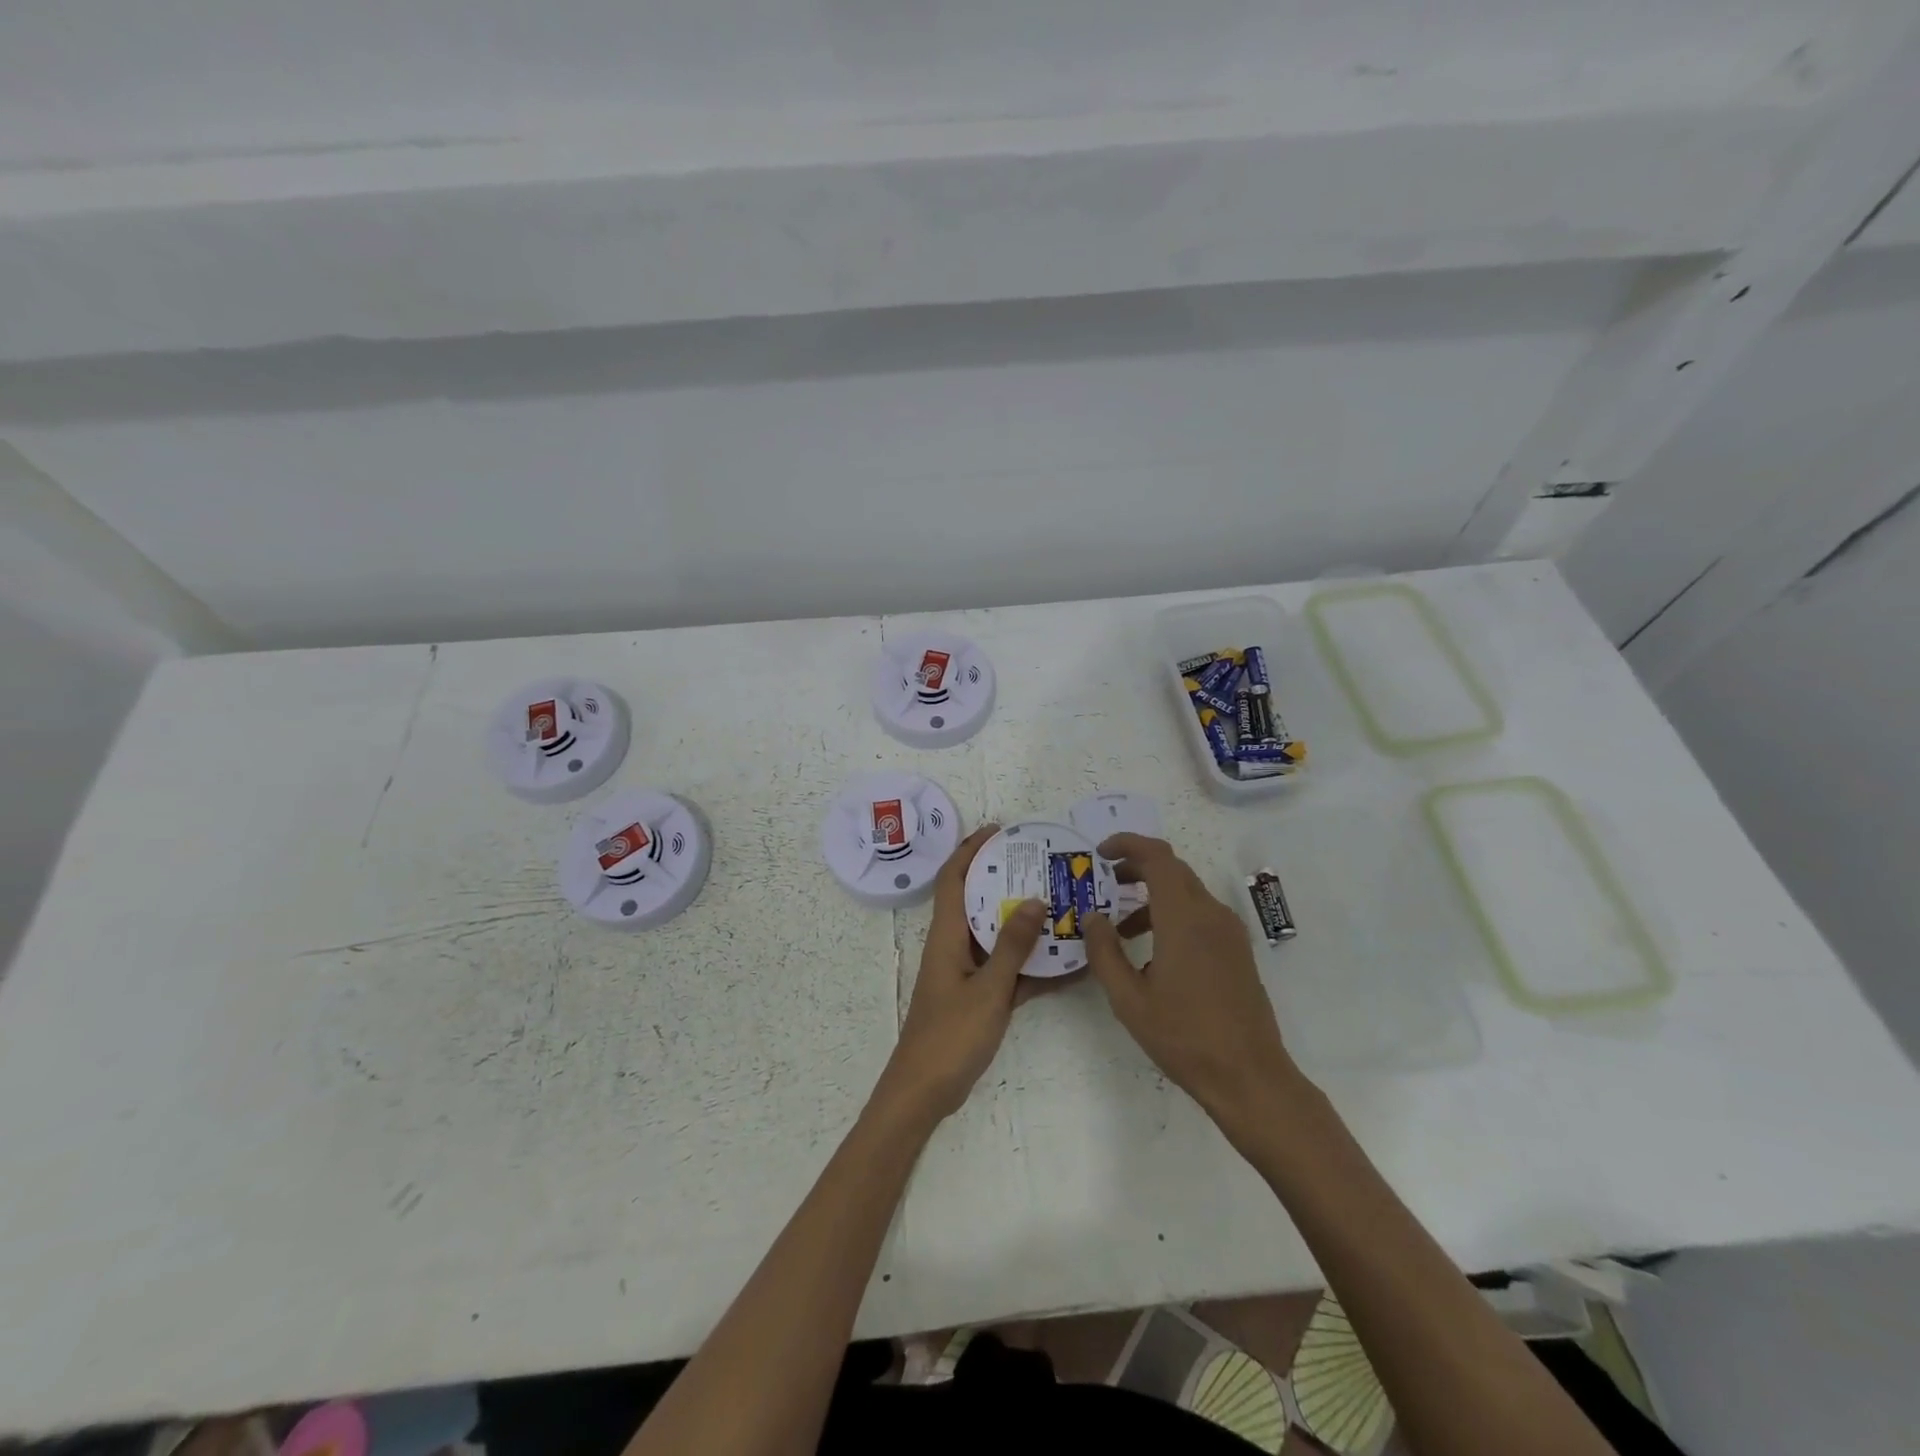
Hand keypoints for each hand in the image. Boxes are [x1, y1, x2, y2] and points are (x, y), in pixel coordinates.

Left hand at [870, 824, 1050, 1128]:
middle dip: (1004, 879)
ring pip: (996, 935)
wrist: (925, 1091)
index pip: (953, 878)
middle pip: (977, 900)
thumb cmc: (950, 1036)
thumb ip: (1012, 946)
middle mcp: (954, 945)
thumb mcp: (988, 989)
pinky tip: (1067, 963)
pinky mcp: (979, 996)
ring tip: (1061, 904)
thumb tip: (1033, 900)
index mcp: (946, 935)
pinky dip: (1032, 965)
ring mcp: (967, 972)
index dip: (970, 849)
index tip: (998, 830)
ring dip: (1023, 921)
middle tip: (1042, 866)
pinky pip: (1008, 970)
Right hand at [1084, 834, 1306, 1147]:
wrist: (1250, 1077)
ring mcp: (1229, 932)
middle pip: (1172, 870)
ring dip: (1151, 896)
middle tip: (1103, 883)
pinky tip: (1151, 953)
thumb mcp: (1129, 999)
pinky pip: (1199, 915)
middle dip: (1135, 868)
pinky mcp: (1237, 951)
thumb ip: (1105, 952)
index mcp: (1184, 918)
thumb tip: (1092, 917)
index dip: (1128, 845)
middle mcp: (1211, 914)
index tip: (1100, 852)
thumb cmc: (1184, 1037)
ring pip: (1186, 893)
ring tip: (1119, 927)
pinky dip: (1171, 915)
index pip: (1157, 857)